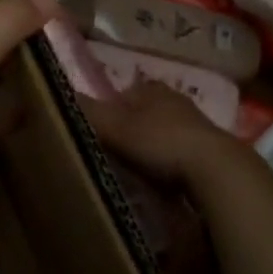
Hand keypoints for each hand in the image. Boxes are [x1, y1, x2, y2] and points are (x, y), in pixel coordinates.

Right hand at [78, 82, 249, 191]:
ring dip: (153, 148)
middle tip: (113, 151)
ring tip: (134, 170)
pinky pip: (181, 156)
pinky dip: (170, 166)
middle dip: (133, 128)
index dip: (111, 107)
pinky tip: (161, 183)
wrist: (215, 171)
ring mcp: (197, 127)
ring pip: (165, 133)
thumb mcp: (116, 126)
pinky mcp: (211, 153)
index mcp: (153, 90)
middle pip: (147, 112)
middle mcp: (176, 101)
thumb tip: (56, 94)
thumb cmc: (161, 141)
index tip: (98, 127)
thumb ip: (88, 112)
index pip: (126, 91)